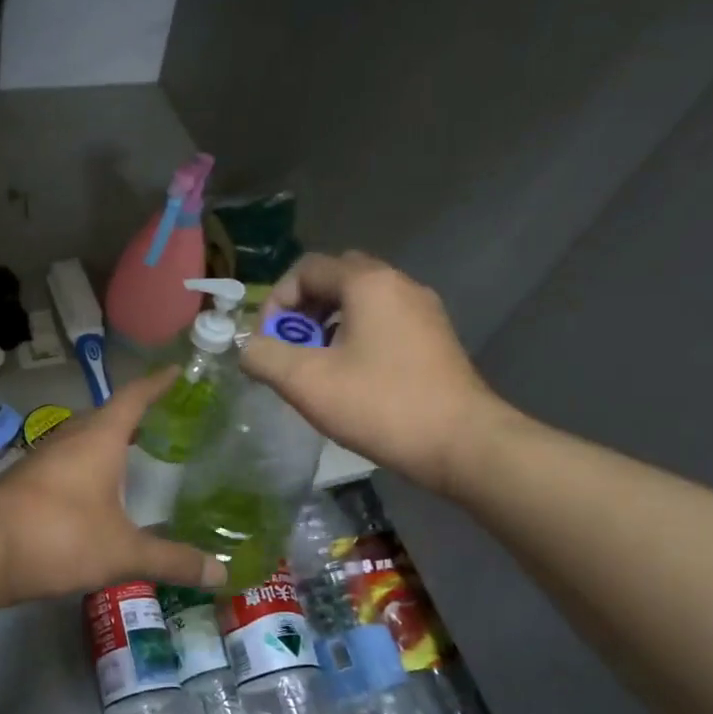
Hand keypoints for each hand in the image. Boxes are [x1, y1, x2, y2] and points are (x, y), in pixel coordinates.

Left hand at [0, 371, 229, 602]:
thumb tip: (221, 573)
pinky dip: (84, 467)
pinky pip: (63, 463)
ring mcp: (41, 459)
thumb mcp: (123, 552)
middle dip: (131, 416)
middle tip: (158, 424)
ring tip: (128, 456)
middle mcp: (69, 439)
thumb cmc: (61, 536)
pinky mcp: (23, 482)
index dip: (156, 384)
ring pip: (80, 440)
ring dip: (104, 443)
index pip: (133, 398)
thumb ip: (171, 560)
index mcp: (98, 439)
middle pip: (104, 416)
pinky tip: (89, 493)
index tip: (174, 372)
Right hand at [239, 251, 510, 495]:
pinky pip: (384, 320)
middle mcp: (398, 284)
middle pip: (336, 277)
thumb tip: (249, 348)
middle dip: (304, 308)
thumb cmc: (381, 405)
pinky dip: (357, 335)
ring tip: (317, 365)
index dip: (276, 301)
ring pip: (362, 300)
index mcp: (368, 283)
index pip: (306, 269)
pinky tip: (352, 376)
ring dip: (329, 323)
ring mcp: (423, 310)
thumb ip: (263, 357)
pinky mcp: (436, 338)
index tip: (268, 342)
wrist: (464, 444)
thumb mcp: (306, 382)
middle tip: (292, 347)